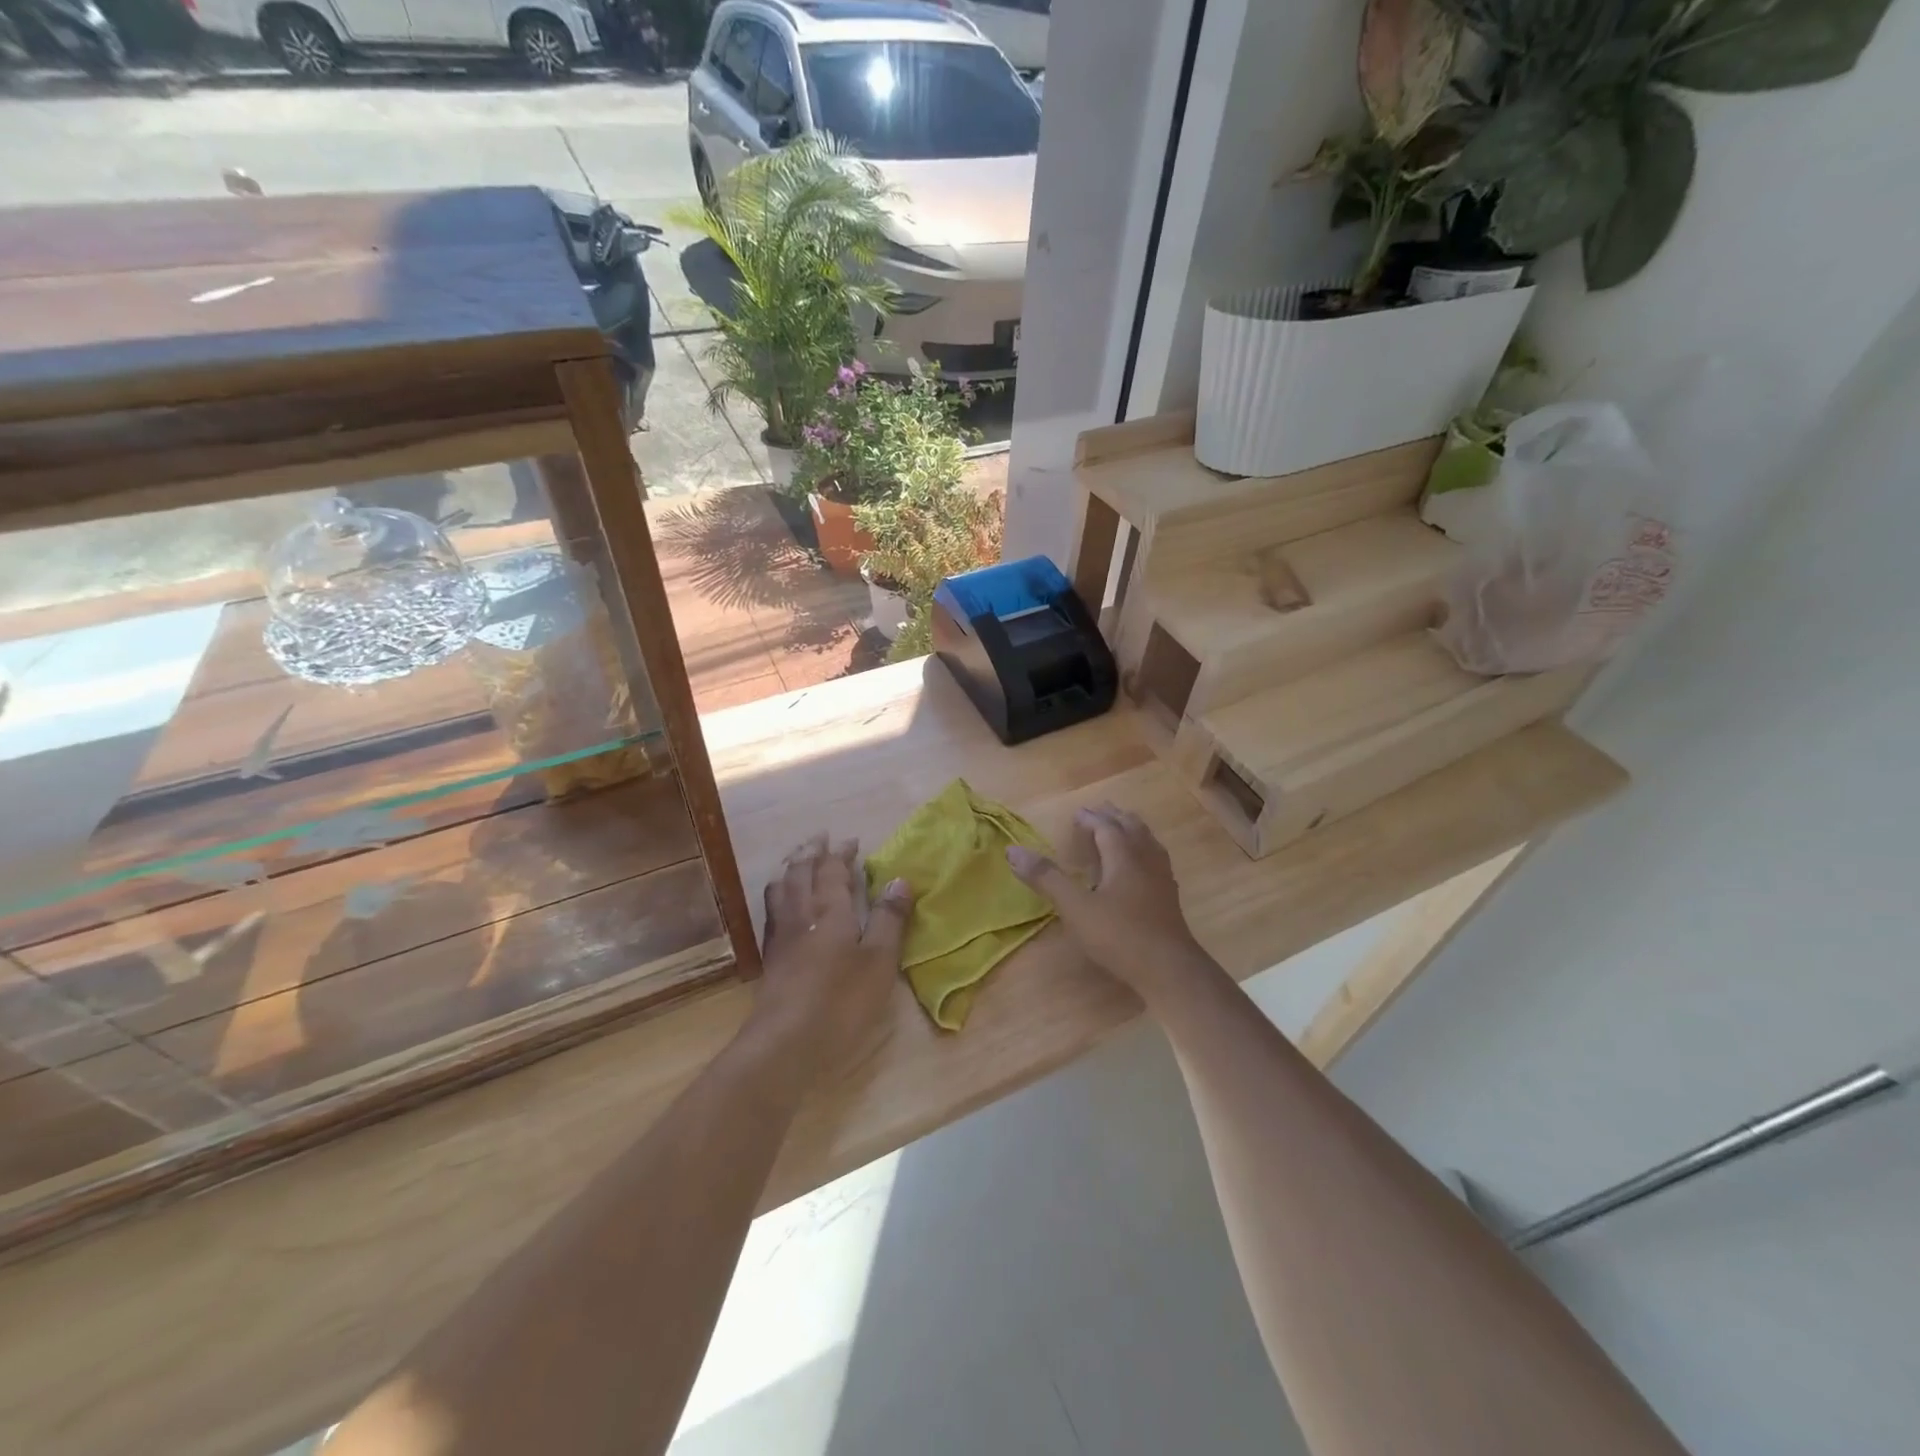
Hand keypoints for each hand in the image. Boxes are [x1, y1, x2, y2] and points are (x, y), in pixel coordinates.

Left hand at [747, 834, 913, 1081]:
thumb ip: (889, 918)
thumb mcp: (879, 960)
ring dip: (790, 867)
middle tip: (820, 838)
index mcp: (830, 909)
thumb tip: (899, 879)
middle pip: (800, 871)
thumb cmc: (841, 1000)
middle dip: (811, 851)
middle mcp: (801, 913)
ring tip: (797, 860)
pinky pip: (772, 909)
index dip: (841, 853)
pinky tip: (783, 905)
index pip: (833, 870)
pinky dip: (779, 893)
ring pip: (781, 888)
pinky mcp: (771, 957)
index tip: (851, 841)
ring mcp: (781, 935)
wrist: (785, 1042)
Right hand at [1007, 803, 1215, 1007]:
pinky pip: (1157, 860)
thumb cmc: (1119, 935)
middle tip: (1102, 810)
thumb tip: (1013, 850)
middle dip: (1115, 818)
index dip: (1091, 818)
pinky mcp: (1170, 898)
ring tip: (1125, 828)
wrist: (1169, 969)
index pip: (1107, 827)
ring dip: (1134, 830)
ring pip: (1149, 842)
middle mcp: (1146, 860)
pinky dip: (1146, 851)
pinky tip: (1144, 866)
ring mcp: (1162, 879)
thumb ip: (1046, 878)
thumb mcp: (1075, 907)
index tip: (1077, 814)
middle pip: (1132, 829)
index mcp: (1124, 857)